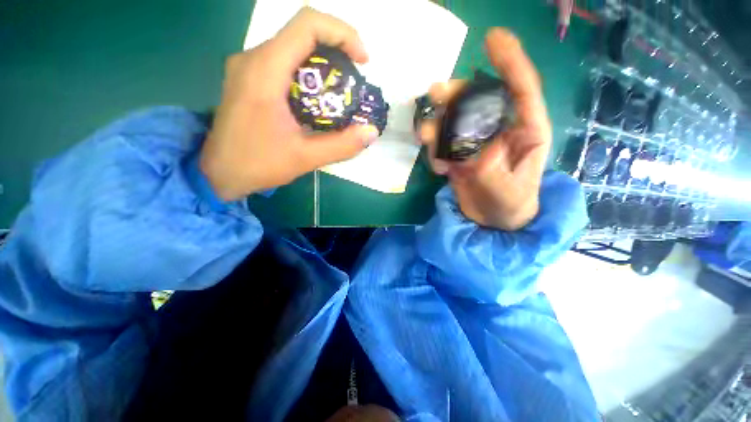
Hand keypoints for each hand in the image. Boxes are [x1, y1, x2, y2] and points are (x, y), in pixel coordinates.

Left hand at [200, 7, 379, 200]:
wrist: (219, 173)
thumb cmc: (258, 164)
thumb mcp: (305, 158)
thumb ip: (342, 145)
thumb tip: (371, 132)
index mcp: (265, 71)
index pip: (307, 25)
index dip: (342, 33)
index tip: (362, 61)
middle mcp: (254, 59)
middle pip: (302, 32)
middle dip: (337, 49)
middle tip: (354, 79)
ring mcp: (249, 67)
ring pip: (293, 46)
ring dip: (323, 62)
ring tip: (340, 92)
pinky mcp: (249, 79)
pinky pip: (284, 62)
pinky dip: (308, 72)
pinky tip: (317, 98)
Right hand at [419, 28, 550, 230]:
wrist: (491, 221)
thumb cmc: (510, 206)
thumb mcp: (506, 193)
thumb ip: (491, 171)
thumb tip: (474, 148)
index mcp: (526, 132)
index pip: (522, 90)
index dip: (510, 62)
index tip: (492, 38)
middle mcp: (500, 130)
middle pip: (479, 100)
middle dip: (457, 94)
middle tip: (435, 93)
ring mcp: (476, 142)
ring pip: (455, 120)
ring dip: (438, 124)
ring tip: (426, 138)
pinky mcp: (458, 154)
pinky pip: (443, 144)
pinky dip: (435, 152)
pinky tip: (438, 170)